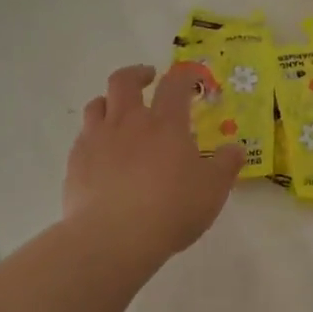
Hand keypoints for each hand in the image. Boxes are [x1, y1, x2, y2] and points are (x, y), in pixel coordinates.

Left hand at [63, 64, 243, 263]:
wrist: (113, 237)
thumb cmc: (171, 209)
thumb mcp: (212, 190)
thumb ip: (226, 166)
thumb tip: (236, 149)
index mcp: (165, 124)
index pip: (175, 84)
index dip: (185, 76)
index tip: (192, 78)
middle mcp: (128, 122)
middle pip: (124, 81)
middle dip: (137, 74)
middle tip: (148, 79)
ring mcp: (97, 139)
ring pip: (97, 104)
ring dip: (110, 101)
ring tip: (119, 111)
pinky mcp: (76, 161)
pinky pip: (83, 136)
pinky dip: (94, 134)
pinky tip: (102, 152)